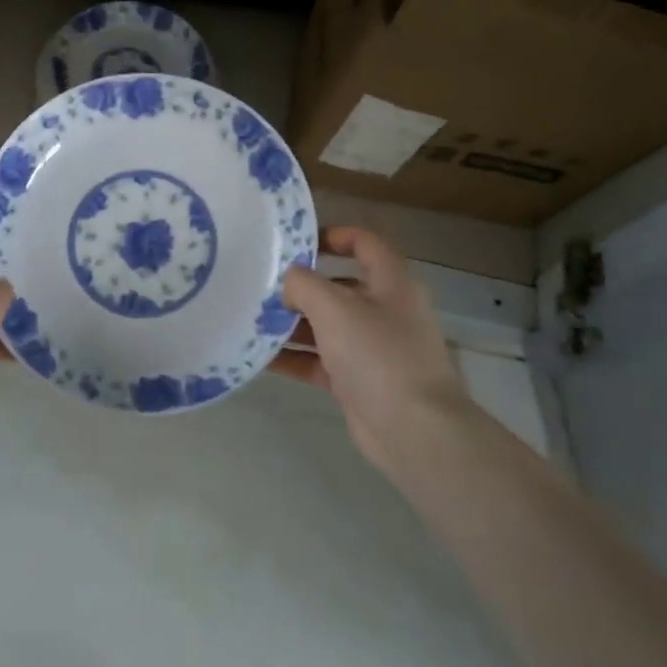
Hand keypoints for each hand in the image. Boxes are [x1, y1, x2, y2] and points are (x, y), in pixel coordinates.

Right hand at [278, 227, 467, 474]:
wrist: (413, 431)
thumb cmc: (378, 355)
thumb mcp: (334, 308)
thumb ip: (304, 284)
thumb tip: (289, 280)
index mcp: (391, 282)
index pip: (364, 242)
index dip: (332, 236)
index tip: (296, 245)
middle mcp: (385, 310)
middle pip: (340, 286)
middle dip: (301, 286)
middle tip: (262, 285)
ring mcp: (373, 348)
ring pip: (327, 326)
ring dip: (292, 324)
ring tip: (252, 320)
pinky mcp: (359, 381)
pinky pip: (321, 361)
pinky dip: (295, 358)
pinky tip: (260, 358)